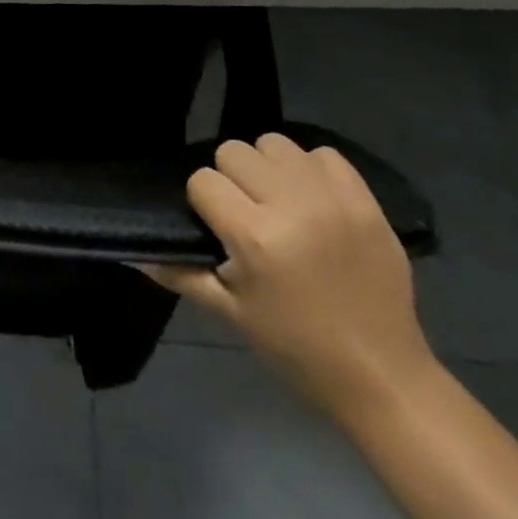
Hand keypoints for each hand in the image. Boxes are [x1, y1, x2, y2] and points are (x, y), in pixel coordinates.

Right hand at [146, 133, 434, 418]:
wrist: (383, 375)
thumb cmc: (296, 347)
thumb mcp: (231, 315)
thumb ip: (181, 274)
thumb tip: (134, 252)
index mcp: (254, 237)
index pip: (203, 180)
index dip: (203, 202)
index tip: (217, 227)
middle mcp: (290, 205)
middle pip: (234, 151)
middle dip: (232, 179)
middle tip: (248, 213)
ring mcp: (331, 198)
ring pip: (274, 143)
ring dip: (269, 167)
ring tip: (279, 200)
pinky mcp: (364, 198)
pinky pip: (322, 153)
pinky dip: (310, 169)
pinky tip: (313, 199)